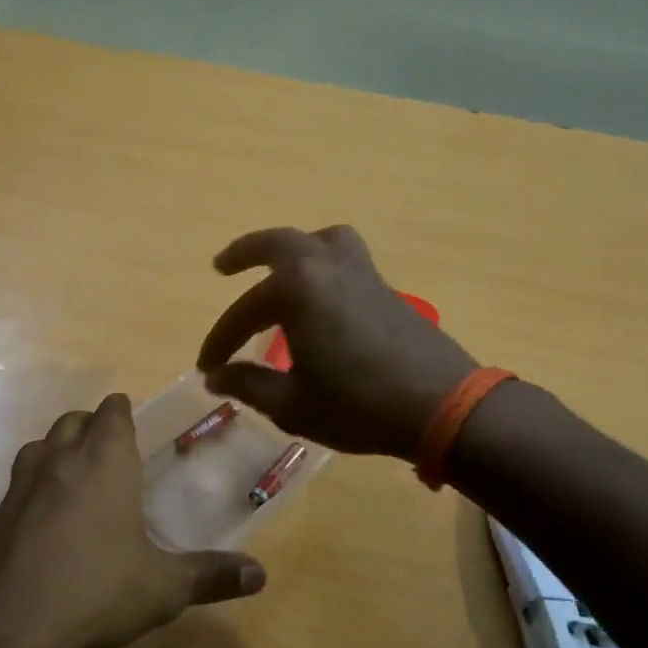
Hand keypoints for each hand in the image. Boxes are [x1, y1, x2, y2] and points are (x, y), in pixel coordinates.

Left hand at [0, 394, 266, 647]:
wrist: (7, 625)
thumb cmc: (97, 590)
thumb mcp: (164, 587)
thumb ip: (211, 576)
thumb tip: (261, 574)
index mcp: (104, 462)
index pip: (111, 413)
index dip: (120, 411)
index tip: (127, 413)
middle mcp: (58, 462)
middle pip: (71, 422)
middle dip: (89, 426)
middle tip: (107, 446)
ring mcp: (18, 488)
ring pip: (38, 448)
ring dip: (56, 451)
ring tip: (74, 476)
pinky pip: (16, 488)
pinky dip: (32, 490)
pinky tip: (42, 523)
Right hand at [197, 226, 476, 461]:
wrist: (441, 406)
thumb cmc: (357, 405)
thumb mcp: (292, 404)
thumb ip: (249, 385)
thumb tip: (216, 377)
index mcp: (298, 290)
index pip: (244, 312)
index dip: (220, 342)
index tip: (206, 369)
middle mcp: (328, 268)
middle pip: (280, 243)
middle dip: (246, 252)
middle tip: (222, 266)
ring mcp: (363, 274)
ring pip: (323, 241)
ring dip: (295, 249)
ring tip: (280, 270)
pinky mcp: (387, 290)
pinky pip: (347, 260)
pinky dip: (323, 267)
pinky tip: (320, 302)